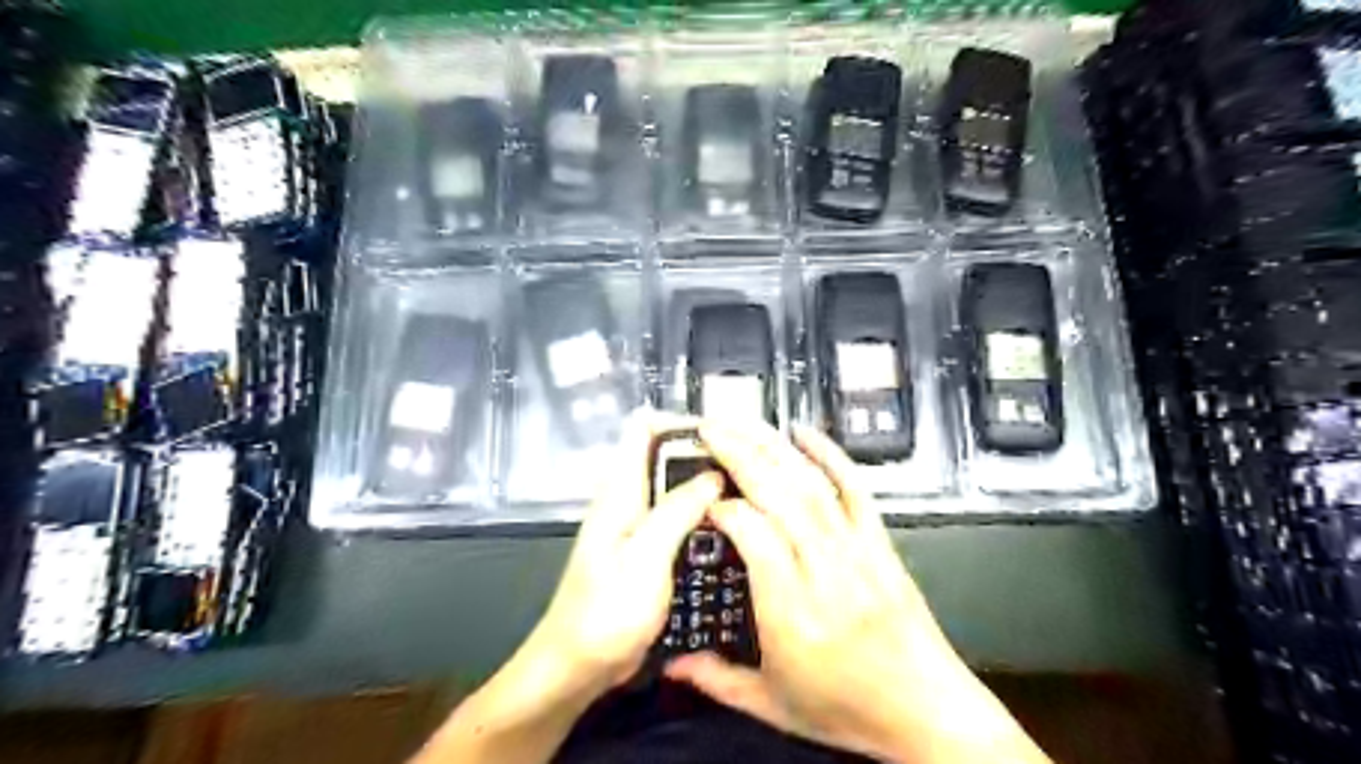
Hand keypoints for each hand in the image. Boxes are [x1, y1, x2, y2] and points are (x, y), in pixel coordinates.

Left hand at [520, 410, 722, 697]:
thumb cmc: (607, 613)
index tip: (721, 430)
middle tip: (746, 462)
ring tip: (746, 488)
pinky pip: (675, 517)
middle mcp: (626, 500)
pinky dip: (699, 512)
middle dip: (700, 451)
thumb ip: (676, 512)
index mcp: (620, 492)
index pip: (641, 429)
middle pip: (661, 454)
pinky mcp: (645, 550)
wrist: (578, 665)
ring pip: (672, 486)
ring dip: (703, 482)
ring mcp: (636, 525)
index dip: (677, 419)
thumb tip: (711, 475)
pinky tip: (728, 525)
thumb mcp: (645, 559)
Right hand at [667, 420, 1043, 762]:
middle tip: (711, 429)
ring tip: (743, 423)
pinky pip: (855, 490)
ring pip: (812, 486)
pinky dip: (830, 455)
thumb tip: (673, 666)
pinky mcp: (880, 544)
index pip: (755, 537)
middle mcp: (827, 575)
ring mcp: (858, 553)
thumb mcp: (773, 705)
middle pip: (781, 497)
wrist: (926, 713)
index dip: (724, 510)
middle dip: (741, 455)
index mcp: (795, 616)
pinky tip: (806, 433)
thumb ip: (717, 680)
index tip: (702, 501)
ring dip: (774, 448)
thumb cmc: (849, 710)